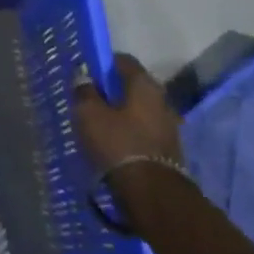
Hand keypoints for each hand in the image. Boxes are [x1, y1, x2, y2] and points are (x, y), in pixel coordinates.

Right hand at [73, 54, 185, 177]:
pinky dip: (130, 132)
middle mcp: (162, 99)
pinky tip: (114, 143)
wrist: (150, 192)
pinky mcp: (169, 148)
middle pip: (133, 86)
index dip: (102, 63)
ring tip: (99, 125)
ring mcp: (169, 125)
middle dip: (112, 91)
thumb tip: (83, 76)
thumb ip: (84, 91)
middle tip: (89, 101)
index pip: (123, 61)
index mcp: (145, 84)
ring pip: (140, 110)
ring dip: (122, 113)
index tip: (86, 74)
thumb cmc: (117, 143)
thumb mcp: (89, 114)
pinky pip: (144, 130)